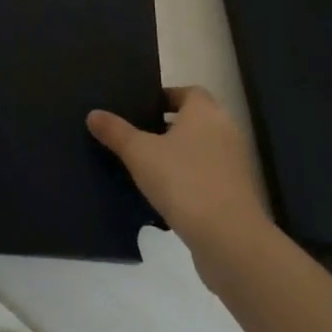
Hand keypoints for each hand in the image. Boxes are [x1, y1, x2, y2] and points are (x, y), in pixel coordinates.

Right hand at [88, 87, 274, 281]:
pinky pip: (208, 176)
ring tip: (147, 166)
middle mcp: (225, 130)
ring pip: (201, 149)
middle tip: (138, 135)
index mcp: (205, 112)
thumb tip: (93, 114)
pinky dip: (190, 179)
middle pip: (194, 120)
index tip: (141, 109)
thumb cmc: (184, 182)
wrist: (229, 239)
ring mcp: (235, 164)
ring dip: (179, 155)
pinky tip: (167, 195)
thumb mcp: (139, 154)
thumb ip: (116, 132)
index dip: (164, 97)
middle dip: (168, 126)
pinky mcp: (237, 194)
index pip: (187, 92)